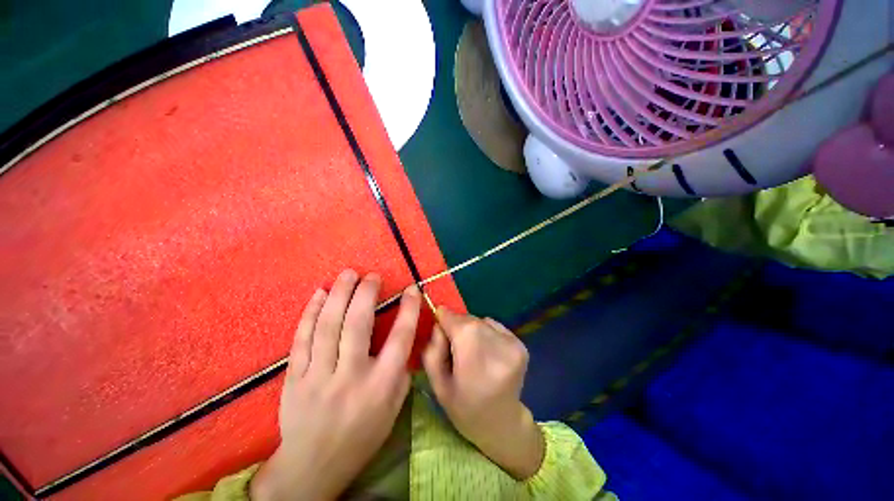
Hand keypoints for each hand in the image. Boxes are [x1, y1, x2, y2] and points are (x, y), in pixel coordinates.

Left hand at [251, 270, 419, 500]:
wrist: (313, 466)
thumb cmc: (363, 435)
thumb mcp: (394, 408)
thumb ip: (400, 371)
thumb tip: (404, 336)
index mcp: (380, 386)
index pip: (400, 338)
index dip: (408, 309)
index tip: (412, 288)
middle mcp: (350, 377)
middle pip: (358, 325)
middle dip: (366, 293)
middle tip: (371, 275)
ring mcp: (318, 377)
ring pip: (328, 326)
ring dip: (339, 294)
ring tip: (348, 274)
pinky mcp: (293, 378)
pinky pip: (301, 339)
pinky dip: (311, 313)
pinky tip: (319, 294)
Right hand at [422, 307, 544, 479]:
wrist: (503, 424)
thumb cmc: (465, 408)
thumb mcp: (437, 384)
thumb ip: (432, 349)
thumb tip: (438, 324)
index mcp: (474, 357)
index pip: (455, 320)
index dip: (444, 319)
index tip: (438, 325)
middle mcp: (497, 344)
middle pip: (468, 320)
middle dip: (457, 326)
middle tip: (454, 346)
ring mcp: (512, 343)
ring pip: (481, 321)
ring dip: (472, 329)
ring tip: (472, 351)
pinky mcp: (521, 344)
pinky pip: (494, 326)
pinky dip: (485, 332)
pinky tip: (486, 352)